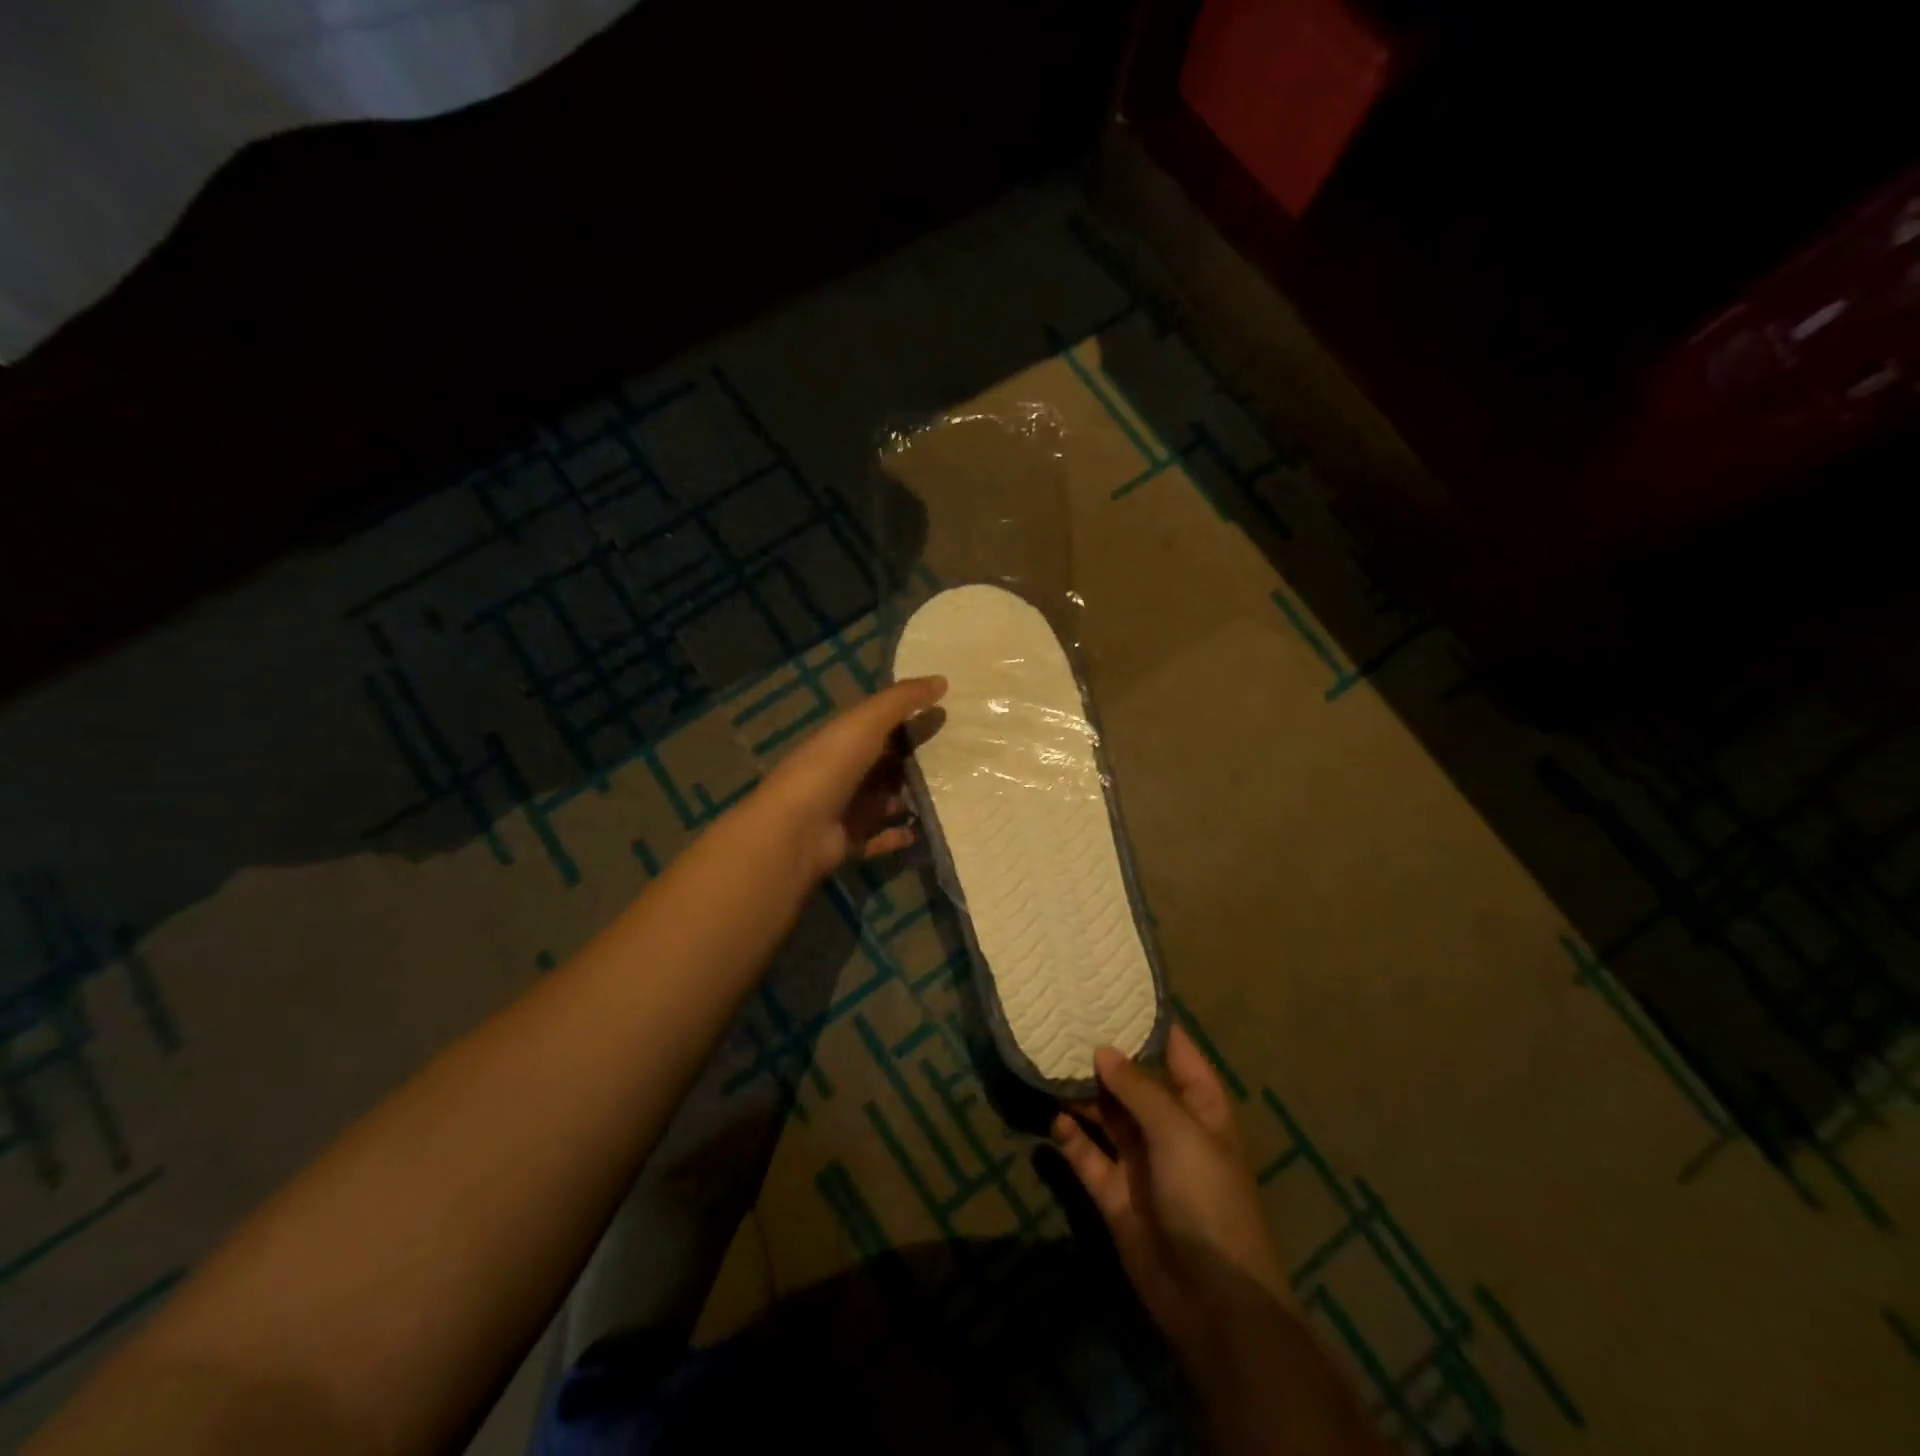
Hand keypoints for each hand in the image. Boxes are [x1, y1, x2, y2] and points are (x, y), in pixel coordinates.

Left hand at [755, 676, 946, 879]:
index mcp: (843, 739)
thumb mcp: (866, 722)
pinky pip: (883, 836)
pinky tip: (927, 830)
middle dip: (918, 761)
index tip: (948, 715)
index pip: (881, 725)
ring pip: (888, 800)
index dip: (911, 718)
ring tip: (954, 794)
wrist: (795, 829)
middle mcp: (845, 772)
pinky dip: (902, 834)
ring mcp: (847, 808)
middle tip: (963, 759)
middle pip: (887, 764)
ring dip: (914, 798)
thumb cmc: (830, 767)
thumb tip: (943, 680)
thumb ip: (902, 700)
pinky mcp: (851, 841)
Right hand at [1052, 1026, 1289, 1357]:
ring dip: (1082, 1094)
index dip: (1148, 1023)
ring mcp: (1141, 1161)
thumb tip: (1102, 1050)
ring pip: (1106, 1115)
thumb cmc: (1208, 1198)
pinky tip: (1053, 1118)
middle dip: (1103, 1056)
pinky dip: (1071, 1138)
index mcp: (1199, 1106)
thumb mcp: (1179, 1132)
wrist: (1212, 1300)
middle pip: (1133, 1081)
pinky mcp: (1115, 1194)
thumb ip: (1138, 1088)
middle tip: (1063, 1023)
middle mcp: (1169, 1127)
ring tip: (1048, 1063)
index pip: (1175, 1050)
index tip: (1111, 992)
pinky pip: (1088, 1156)